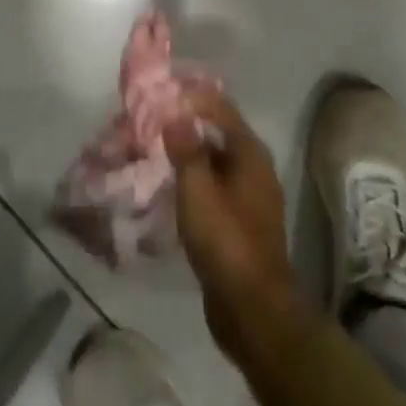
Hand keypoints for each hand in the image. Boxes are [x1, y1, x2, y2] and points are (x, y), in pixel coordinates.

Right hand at [164, 91, 299, 359]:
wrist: (253, 310)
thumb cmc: (226, 241)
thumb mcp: (198, 190)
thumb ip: (186, 149)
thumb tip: (175, 113)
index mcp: (250, 154)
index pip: (220, 109)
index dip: (191, 98)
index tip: (159, 95)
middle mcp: (255, 169)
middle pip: (218, 134)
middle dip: (186, 126)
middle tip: (150, 122)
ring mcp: (250, 198)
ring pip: (215, 164)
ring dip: (188, 155)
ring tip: (154, 151)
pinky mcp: (241, 224)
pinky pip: (214, 189)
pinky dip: (193, 182)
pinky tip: (170, 188)